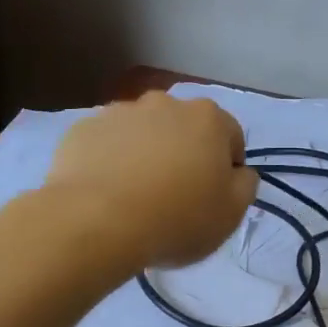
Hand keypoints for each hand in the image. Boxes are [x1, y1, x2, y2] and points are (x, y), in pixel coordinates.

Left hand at [46, 92, 258, 267]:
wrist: (96, 223)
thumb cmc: (177, 218)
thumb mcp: (232, 213)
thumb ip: (245, 184)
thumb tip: (239, 171)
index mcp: (208, 118)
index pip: (231, 137)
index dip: (227, 169)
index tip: (214, 198)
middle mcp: (165, 103)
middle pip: (183, 129)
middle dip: (184, 154)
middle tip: (175, 195)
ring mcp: (119, 112)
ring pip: (142, 133)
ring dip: (145, 154)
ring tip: (135, 196)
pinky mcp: (82, 129)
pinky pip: (106, 144)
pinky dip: (109, 161)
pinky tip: (105, 193)